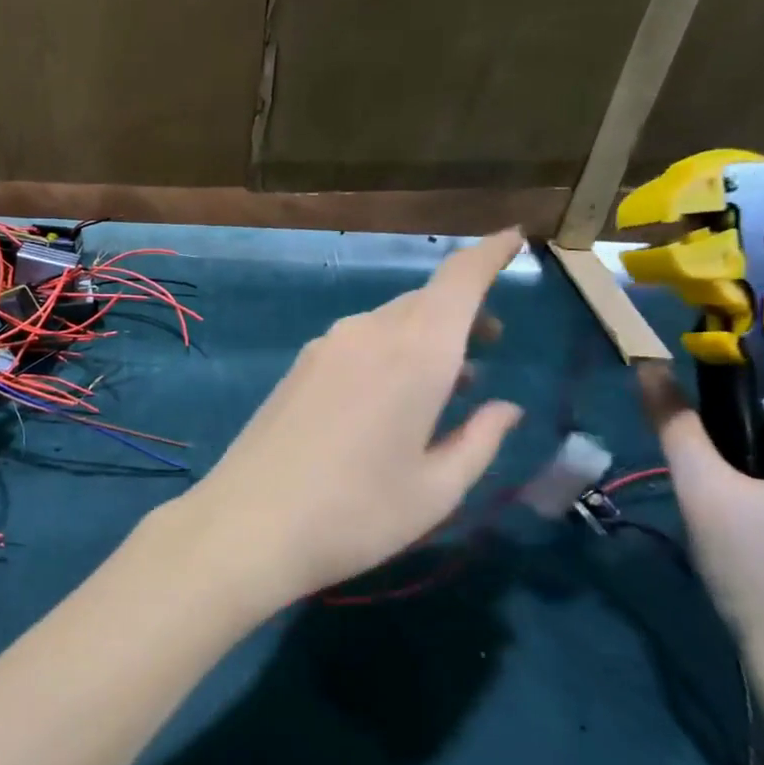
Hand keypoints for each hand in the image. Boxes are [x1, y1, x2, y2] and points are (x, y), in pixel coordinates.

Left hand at [170, 229, 524, 612]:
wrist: (248, 525)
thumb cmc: (358, 514)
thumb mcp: (436, 490)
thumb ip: (480, 441)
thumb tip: (506, 408)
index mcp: (415, 352)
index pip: (459, 279)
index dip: (490, 254)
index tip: (515, 239)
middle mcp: (367, 334)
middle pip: (423, 302)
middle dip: (462, 313)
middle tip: (488, 348)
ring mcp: (324, 349)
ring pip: (387, 323)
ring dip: (422, 337)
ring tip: (446, 382)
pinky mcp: (296, 369)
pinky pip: (355, 343)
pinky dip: (386, 352)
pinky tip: (388, 398)